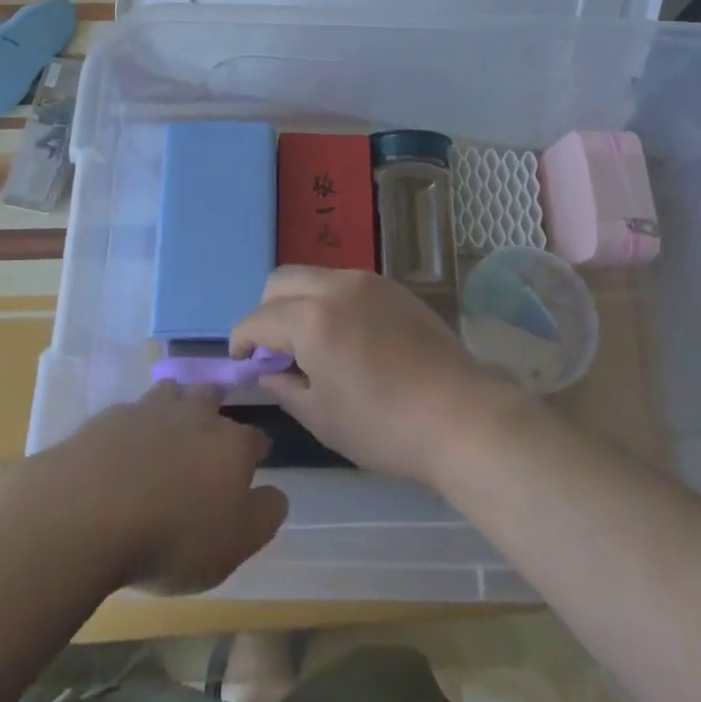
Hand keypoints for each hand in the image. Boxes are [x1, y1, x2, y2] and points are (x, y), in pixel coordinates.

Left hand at [21, 381, 287, 594]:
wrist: (91, 510)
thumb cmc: (174, 535)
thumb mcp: (234, 543)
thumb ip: (264, 515)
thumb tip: (277, 493)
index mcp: (231, 443)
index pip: (255, 438)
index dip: (257, 450)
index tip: (257, 460)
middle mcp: (195, 414)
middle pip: (211, 398)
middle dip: (215, 411)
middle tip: (210, 433)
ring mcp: (150, 409)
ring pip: (171, 392)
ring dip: (175, 405)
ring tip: (169, 428)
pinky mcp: (110, 416)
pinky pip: (131, 412)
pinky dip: (134, 426)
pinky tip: (125, 449)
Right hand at [232, 267, 524, 486]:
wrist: (459, 414)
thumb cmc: (383, 426)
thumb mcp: (322, 417)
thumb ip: (285, 387)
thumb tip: (268, 371)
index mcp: (312, 318)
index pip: (257, 319)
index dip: (241, 340)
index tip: (242, 361)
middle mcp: (335, 286)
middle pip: (281, 281)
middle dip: (266, 311)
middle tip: (275, 349)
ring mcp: (367, 281)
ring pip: (314, 275)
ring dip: (299, 301)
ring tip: (312, 342)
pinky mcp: (392, 286)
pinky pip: (344, 282)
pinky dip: (329, 300)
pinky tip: (346, 335)